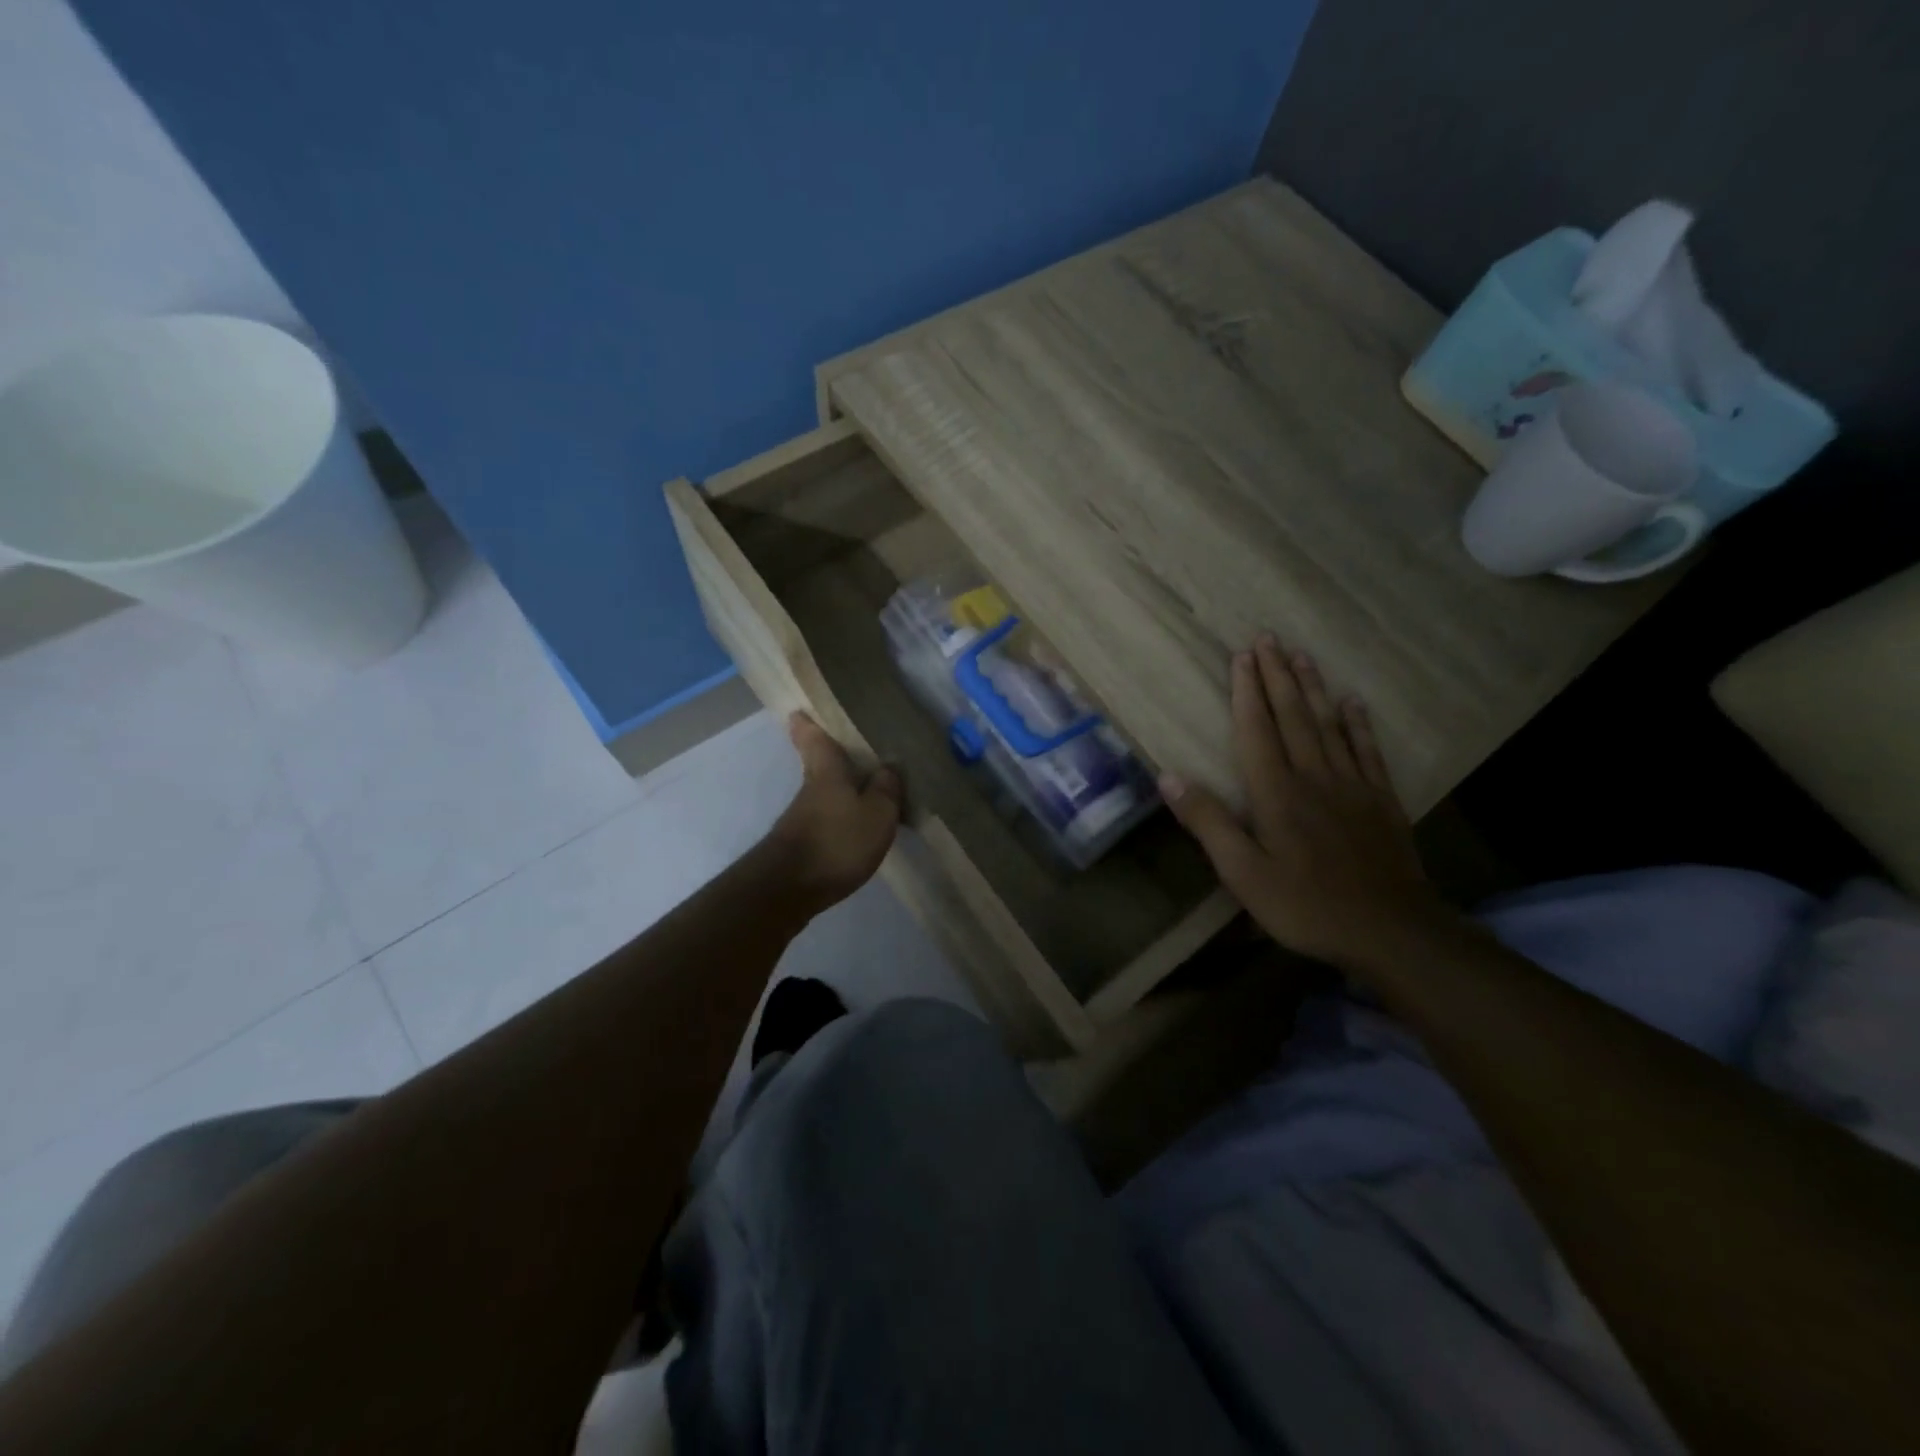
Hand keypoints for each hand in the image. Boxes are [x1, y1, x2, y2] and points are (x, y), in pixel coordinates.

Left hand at [763, 713, 902, 913]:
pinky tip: (853, 825)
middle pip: (816, 765)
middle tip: (841, 745)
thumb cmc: (836, 841)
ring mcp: (801, 819)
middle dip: (824, 755)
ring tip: (862, 788)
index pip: (814, 740)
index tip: (799, 711)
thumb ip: (885, 789)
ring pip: (822, 793)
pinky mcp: (801, 845)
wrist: (788, 889)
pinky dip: (838, 817)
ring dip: (837, 789)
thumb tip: (889, 765)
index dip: (807, 725)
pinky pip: (824, 820)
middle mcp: (810, 790)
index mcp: (827, 772)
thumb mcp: (876, 813)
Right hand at [1160, 637, 1448, 967]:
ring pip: (1328, 724)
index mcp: (1276, 793)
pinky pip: (1367, 750)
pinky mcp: (1380, 800)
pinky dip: (1358, 723)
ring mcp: (1352, 785)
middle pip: (1293, 716)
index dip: (1247, 692)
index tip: (1242, 656)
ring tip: (1302, 654)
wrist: (1390, 930)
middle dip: (1277, 675)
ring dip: (1313, 687)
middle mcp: (1313, 776)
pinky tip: (1352, 702)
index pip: (1257, 730)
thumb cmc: (1305, 905)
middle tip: (1268, 638)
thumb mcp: (1243, 873)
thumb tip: (1168, 777)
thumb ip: (1208, 823)